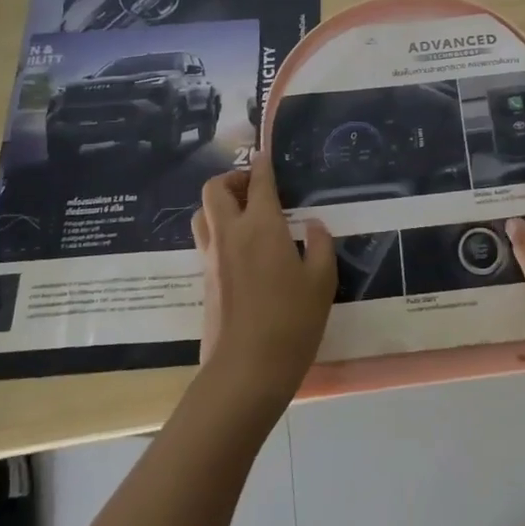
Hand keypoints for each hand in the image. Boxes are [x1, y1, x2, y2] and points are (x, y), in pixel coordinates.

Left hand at [192, 152, 336, 408]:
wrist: (246, 370)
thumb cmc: (292, 321)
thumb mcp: (322, 281)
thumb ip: (318, 245)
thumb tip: (311, 226)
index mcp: (261, 226)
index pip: (258, 182)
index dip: (262, 164)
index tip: (266, 155)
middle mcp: (230, 234)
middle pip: (215, 189)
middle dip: (233, 179)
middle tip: (254, 188)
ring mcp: (212, 257)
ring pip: (203, 213)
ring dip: (219, 204)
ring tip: (244, 215)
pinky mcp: (204, 280)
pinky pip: (205, 239)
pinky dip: (217, 229)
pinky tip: (241, 248)